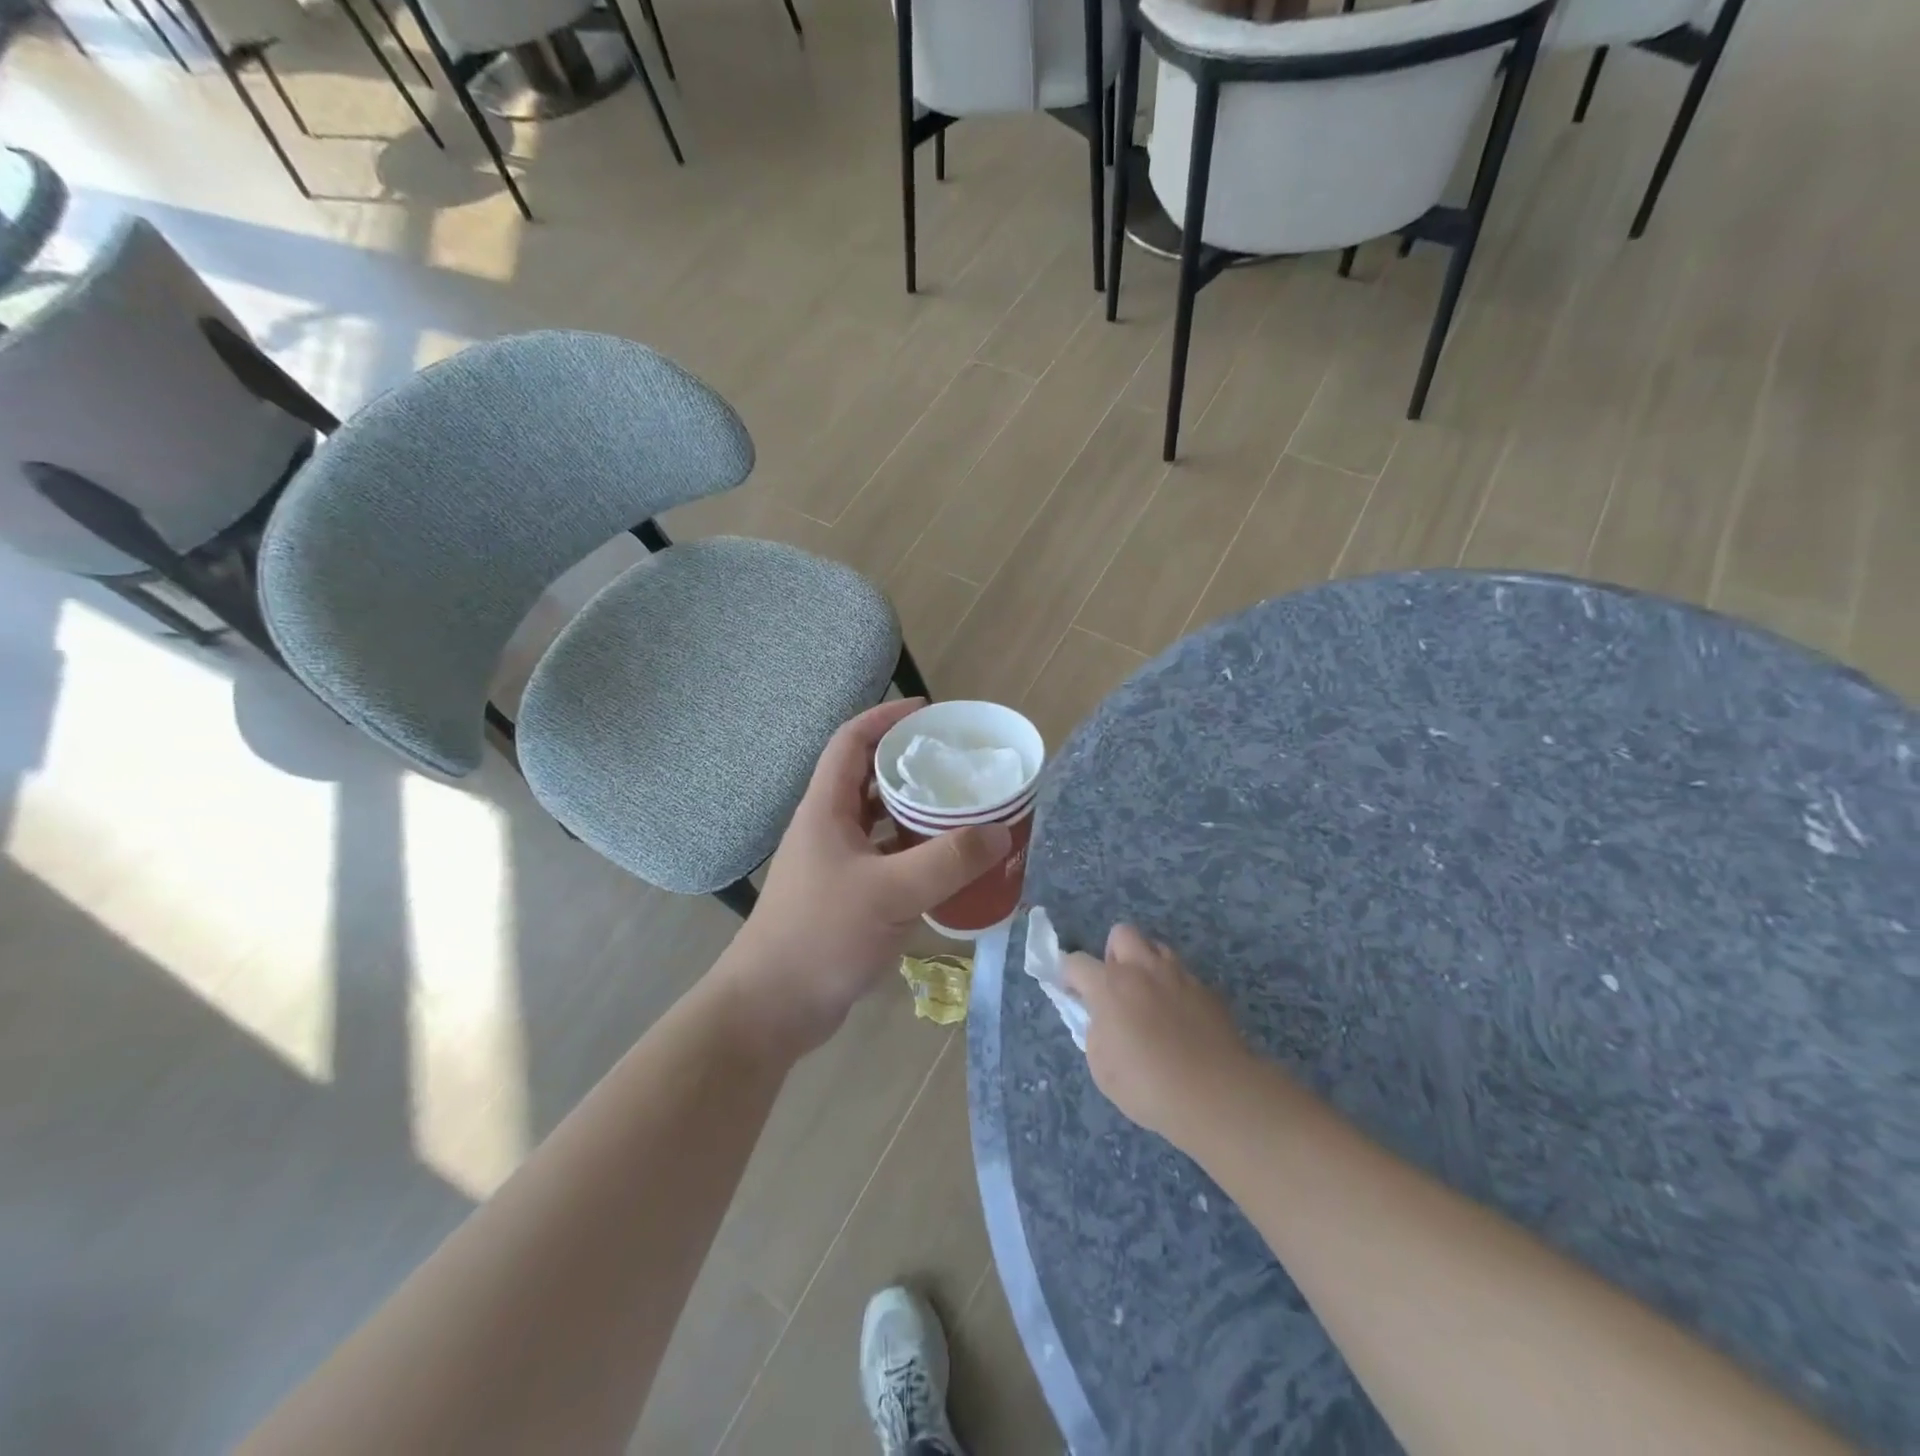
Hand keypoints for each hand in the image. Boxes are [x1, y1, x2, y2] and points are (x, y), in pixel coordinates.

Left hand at [724, 700, 1010, 1054]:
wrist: (772, 1008)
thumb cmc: (821, 936)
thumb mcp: (890, 894)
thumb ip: (947, 862)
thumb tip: (1001, 833)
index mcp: (826, 809)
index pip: (851, 741)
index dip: (886, 717)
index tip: (929, 712)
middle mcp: (828, 829)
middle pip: (869, 778)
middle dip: (911, 765)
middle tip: (959, 765)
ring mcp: (835, 865)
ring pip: (879, 822)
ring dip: (915, 812)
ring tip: (962, 809)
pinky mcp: (845, 897)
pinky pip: (885, 859)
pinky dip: (914, 854)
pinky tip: (946, 865)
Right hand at [1065, 926, 1256, 1145]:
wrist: (1216, 1095)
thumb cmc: (1148, 1086)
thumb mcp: (1102, 1068)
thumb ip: (1096, 1033)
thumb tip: (1103, 1019)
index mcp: (1110, 986)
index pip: (1076, 962)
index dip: (1069, 975)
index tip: (1073, 993)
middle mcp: (1143, 969)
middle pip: (1122, 933)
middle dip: (1113, 954)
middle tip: (1116, 986)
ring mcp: (1179, 976)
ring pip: (1157, 948)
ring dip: (1147, 965)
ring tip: (1150, 998)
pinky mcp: (1208, 991)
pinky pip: (1184, 976)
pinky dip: (1175, 989)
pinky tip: (1181, 1020)